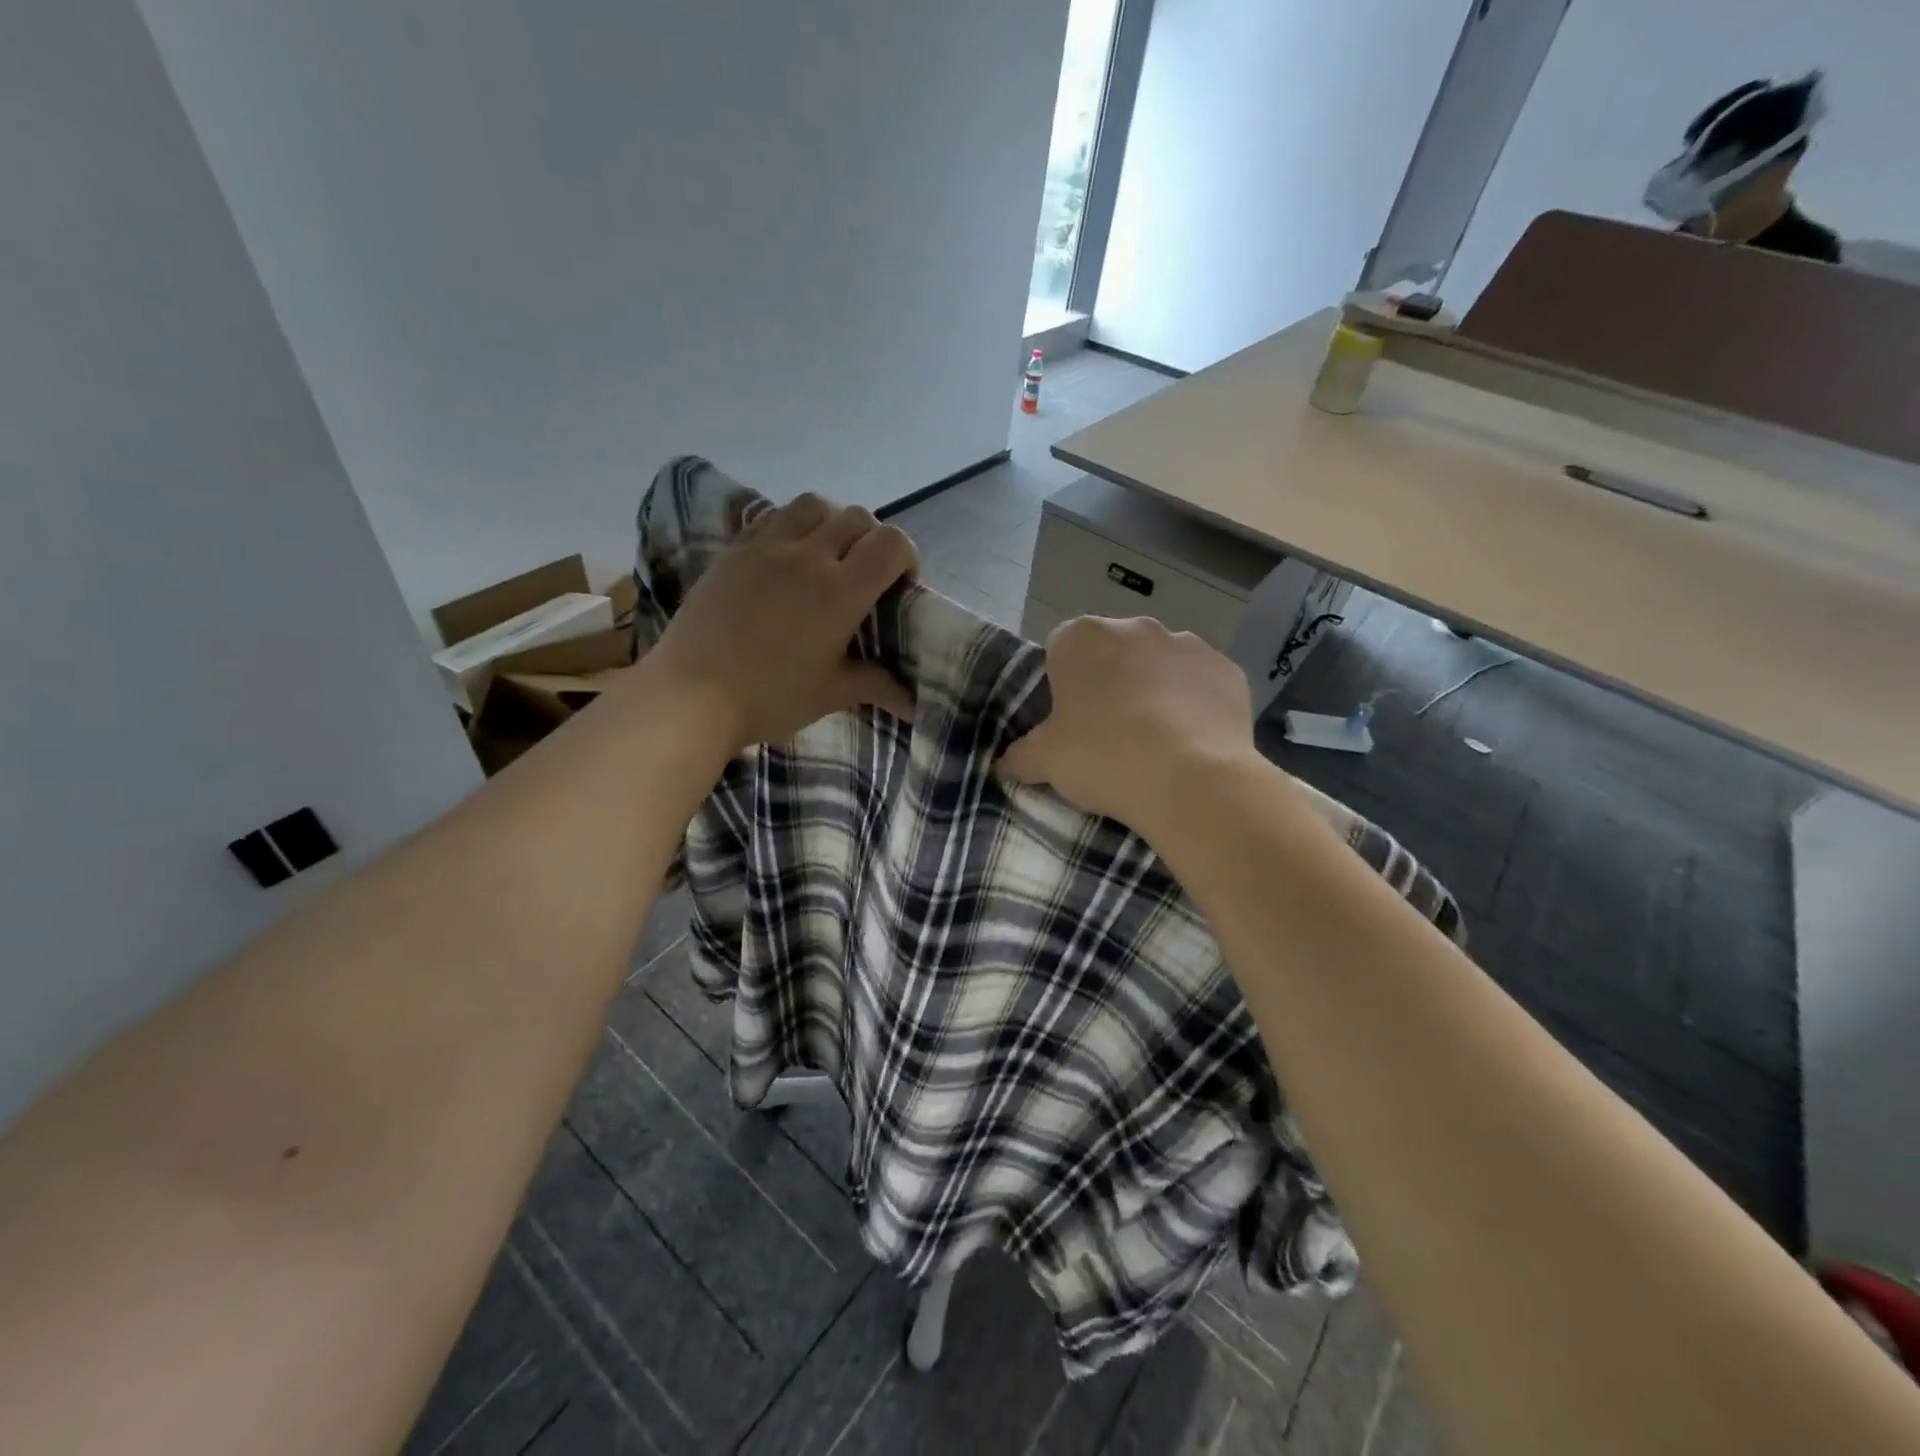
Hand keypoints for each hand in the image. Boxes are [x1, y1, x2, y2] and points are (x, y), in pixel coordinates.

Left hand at [645, 494, 916, 749]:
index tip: (898, 585)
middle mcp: (808, 556)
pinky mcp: (733, 550)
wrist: (691, 695)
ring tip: (824, 557)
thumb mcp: (830, 693)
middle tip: (863, 576)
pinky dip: (791, 527)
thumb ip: (876, 685)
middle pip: (856, 516)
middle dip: (871, 540)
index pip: (891, 542)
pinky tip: (783, 560)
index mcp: (841, 591)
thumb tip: (914, 703)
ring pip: (813, 505)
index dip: (905, 556)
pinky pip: (771, 517)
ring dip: (830, 523)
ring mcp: (765, 547)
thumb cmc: (770, 697)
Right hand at [999, 617, 1258, 834]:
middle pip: (1114, 653)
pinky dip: (1196, 705)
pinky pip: (1202, 684)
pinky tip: (1193, 742)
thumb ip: (1019, 756)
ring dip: (1155, 690)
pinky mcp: (1228, 669)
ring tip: (1157, 741)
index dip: (1064, 685)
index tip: (1070, 721)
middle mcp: (1136, 627)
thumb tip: (1004, 763)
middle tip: (1110, 733)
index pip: (1061, 650)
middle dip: (1111, 683)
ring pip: (1161, 665)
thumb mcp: (1045, 762)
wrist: (1191, 780)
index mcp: (1082, 638)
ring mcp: (1187, 644)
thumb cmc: (1103, 757)